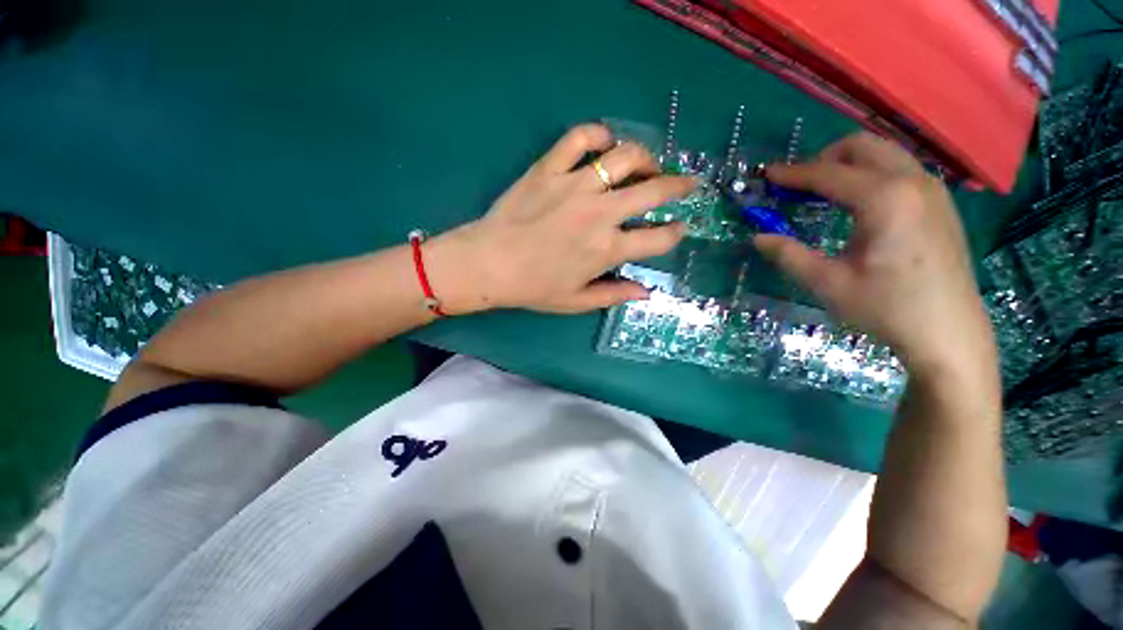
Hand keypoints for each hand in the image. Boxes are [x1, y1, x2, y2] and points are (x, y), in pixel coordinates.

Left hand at [427, 124, 695, 313]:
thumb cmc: (533, 287)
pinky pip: (579, 138)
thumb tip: (646, 293)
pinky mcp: (549, 168)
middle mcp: (600, 214)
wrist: (488, 264)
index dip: (675, 233)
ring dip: (645, 157)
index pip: (658, 238)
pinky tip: (605, 142)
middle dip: (679, 185)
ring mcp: (574, 186)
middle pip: (654, 190)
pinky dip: (598, 134)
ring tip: (647, 164)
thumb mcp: (577, 301)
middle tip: (687, 184)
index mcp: (607, 250)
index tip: (680, 228)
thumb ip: (614, 295)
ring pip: (624, 156)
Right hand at [754, 133, 995, 375]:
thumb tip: (758, 238)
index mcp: (884, 199)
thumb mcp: (827, 283)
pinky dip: (871, 174)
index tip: (768, 175)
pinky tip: (857, 203)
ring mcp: (933, 190)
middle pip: (863, 146)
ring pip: (885, 153)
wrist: (948, 333)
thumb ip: (789, 255)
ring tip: (822, 192)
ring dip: (849, 164)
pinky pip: (900, 169)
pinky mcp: (940, 203)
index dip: (793, 173)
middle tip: (798, 183)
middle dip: (824, 157)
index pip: (829, 173)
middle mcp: (913, 182)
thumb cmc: (886, 308)